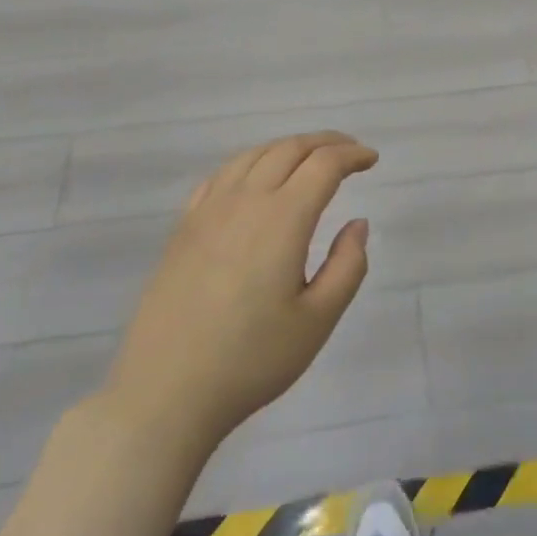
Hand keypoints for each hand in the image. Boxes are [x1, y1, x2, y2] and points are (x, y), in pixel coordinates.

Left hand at [104, 132, 377, 447]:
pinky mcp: (184, 227)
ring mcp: (209, 210)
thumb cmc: (250, 360)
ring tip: (308, 159)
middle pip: (289, 149)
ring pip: (254, 155)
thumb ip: (348, 266)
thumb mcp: (317, 322)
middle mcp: (246, 199)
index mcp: (283, 218)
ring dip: (288, 147)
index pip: (324, 164)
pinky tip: (255, 178)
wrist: (164, 393)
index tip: (372, 160)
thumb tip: (358, 223)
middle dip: (325, 142)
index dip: (352, 155)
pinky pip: (222, 174)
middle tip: (349, 152)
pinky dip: (250, 162)